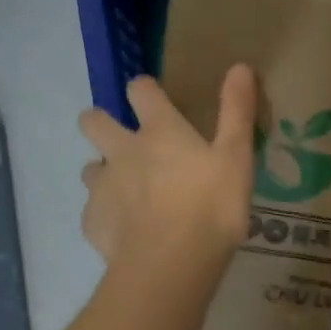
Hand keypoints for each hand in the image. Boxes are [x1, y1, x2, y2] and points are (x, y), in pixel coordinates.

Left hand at [78, 65, 256, 281]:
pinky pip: (94, 212)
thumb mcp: (236, 157)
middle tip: (122, 142)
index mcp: (158, 131)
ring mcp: (102, 187)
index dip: (145, 90)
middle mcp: (122, 151)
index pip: (140, 90)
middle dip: (100, 123)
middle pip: (93, 122)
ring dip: (104, 173)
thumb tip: (240, 66)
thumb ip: (237, 112)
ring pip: (90, 169)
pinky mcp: (93, 223)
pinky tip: (126, 232)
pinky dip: (107, 217)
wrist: (171, 263)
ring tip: (127, 194)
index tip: (153, 99)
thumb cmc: (211, 206)